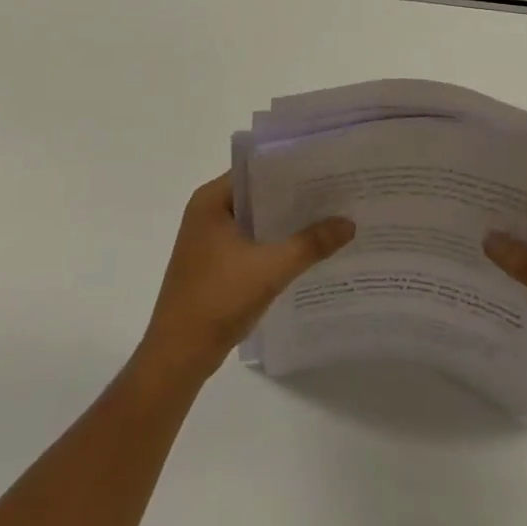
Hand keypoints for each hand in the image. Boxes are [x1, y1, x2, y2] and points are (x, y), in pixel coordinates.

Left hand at [135, 172, 354, 387]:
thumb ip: (310, 244)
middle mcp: (206, 212)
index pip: (256, 170)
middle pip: (258, 195)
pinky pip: (250, 243)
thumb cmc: (218, 299)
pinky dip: (273, 245)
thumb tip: (349, 223)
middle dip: (294, 198)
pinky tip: (305, 253)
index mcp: (211, 200)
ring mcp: (208, 240)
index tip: (326, 171)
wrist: (178, 356)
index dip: (291, 169)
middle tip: (336, 194)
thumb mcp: (270, 269)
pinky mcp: (213, 264)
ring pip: (255, 221)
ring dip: (285, 224)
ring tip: (328, 220)